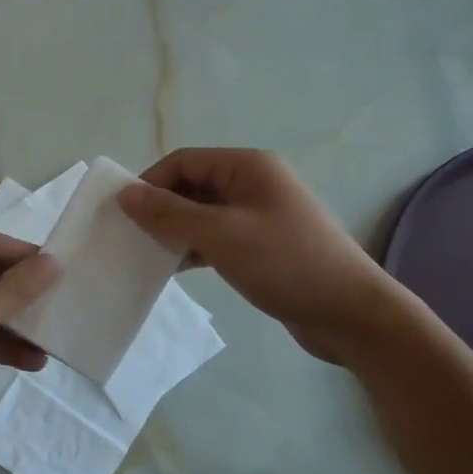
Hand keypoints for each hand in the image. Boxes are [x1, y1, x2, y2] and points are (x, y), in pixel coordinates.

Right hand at [117, 149, 397, 366]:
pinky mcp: (262, 245)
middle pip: (192, 185)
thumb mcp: (220, 235)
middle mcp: (253, 183)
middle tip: (131, 237)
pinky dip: (194, 247)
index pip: (183, 161)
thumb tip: (125, 194)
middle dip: (160, 208)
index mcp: (247, 167)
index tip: (123, 214)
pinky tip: (177, 268)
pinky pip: (217, 236)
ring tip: (148, 255)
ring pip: (202, 213)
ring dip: (175, 230)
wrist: (349, 312)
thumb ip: (169, 213)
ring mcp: (259, 215)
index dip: (150, 183)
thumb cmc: (284, 263)